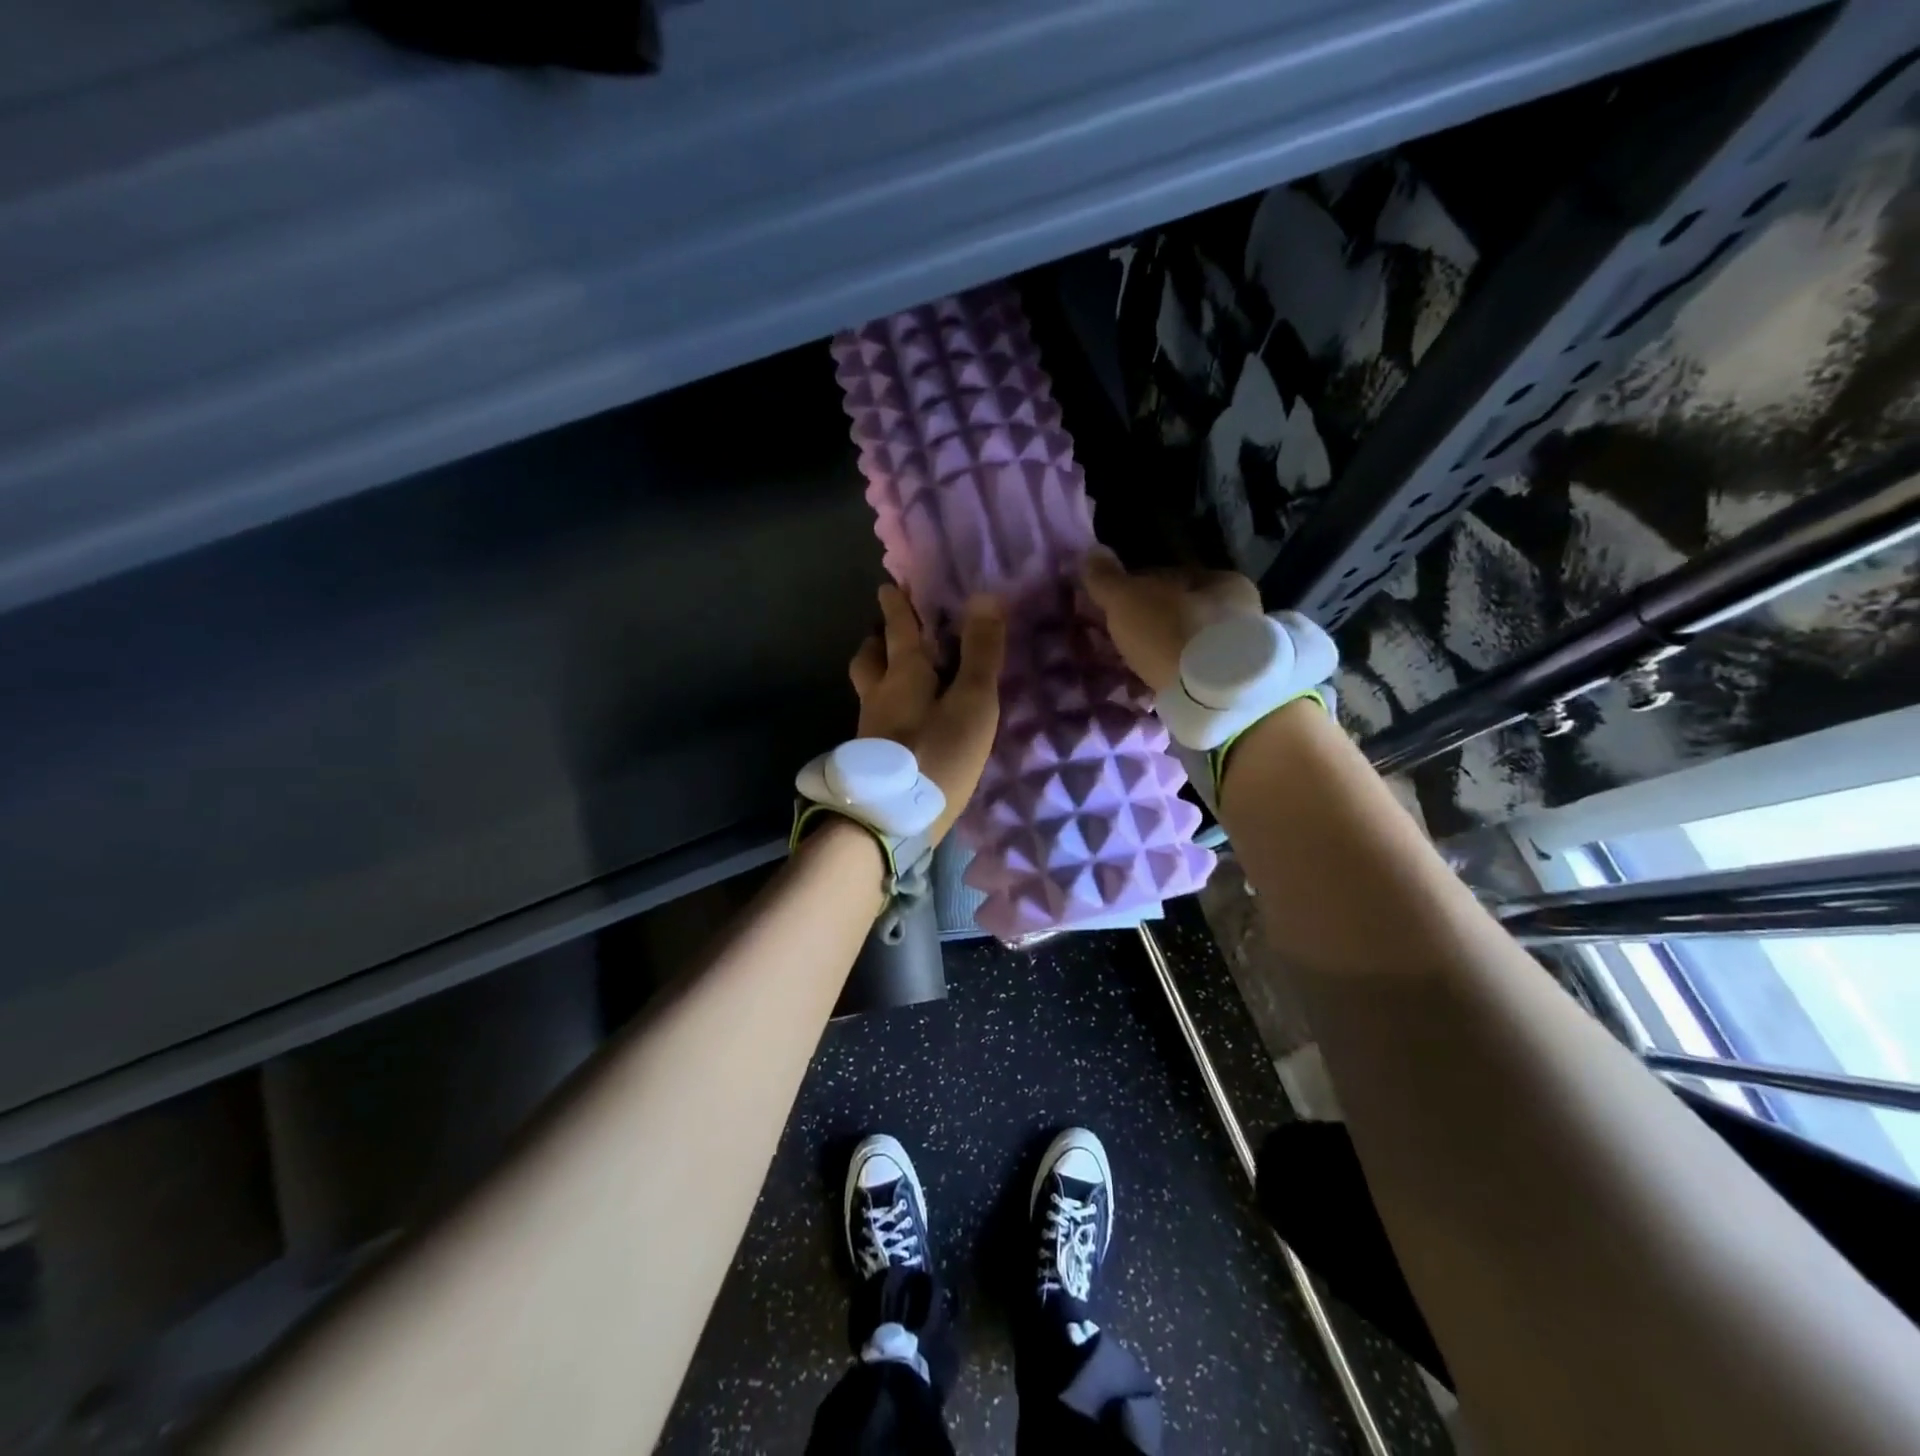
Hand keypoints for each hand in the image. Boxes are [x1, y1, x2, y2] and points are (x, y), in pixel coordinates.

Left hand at [848, 585, 1006, 842]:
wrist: (891, 821)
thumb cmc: (938, 754)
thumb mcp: (971, 702)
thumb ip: (980, 653)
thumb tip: (985, 596)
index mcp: (902, 674)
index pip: (898, 628)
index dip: (897, 605)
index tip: (889, 585)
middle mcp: (879, 695)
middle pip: (870, 658)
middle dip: (879, 639)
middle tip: (889, 632)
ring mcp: (869, 728)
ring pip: (869, 688)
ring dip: (878, 672)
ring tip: (897, 673)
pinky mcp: (872, 757)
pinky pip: (876, 716)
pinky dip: (886, 705)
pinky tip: (903, 720)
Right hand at [1080, 546, 1262, 693]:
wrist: (1211, 696)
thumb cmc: (1172, 632)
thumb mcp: (1128, 599)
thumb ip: (1107, 578)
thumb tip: (1091, 553)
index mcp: (1221, 581)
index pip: (1169, 577)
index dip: (1134, 588)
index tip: (1108, 606)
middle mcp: (1237, 613)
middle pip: (1177, 613)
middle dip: (1145, 625)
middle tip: (1113, 641)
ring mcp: (1235, 653)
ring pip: (1182, 646)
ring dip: (1155, 654)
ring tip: (1125, 669)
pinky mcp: (1226, 688)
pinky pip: (1187, 676)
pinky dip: (1165, 679)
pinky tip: (1144, 689)